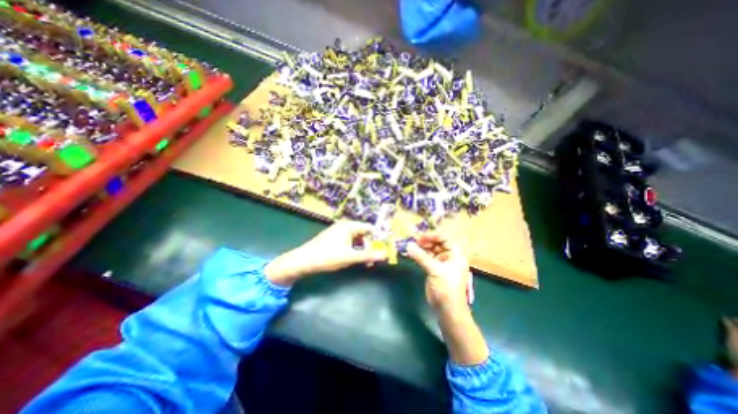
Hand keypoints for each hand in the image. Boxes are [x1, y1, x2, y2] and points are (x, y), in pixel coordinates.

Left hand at [263, 222, 386, 286]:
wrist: (303, 261)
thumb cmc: (327, 256)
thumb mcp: (349, 257)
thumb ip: (368, 255)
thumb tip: (385, 254)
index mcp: (349, 226)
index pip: (369, 228)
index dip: (377, 238)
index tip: (382, 249)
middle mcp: (344, 226)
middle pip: (363, 234)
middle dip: (369, 246)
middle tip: (371, 260)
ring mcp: (338, 232)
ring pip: (356, 239)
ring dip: (361, 249)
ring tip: (363, 262)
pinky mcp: (334, 238)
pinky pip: (349, 242)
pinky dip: (353, 250)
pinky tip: (352, 259)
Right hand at [406, 231, 468, 315]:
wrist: (447, 309)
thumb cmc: (447, 288)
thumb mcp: (435, 271)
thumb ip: (421, 257)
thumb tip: (408, 245)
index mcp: (456, 253)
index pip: (444, 237)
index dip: (432, 235)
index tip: (419, 237)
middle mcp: (449, 255)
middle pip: (437, 242)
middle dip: (425, 240)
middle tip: (412, 240)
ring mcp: (441, 261)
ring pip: (430, 249)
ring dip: (421, 246)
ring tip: (410, 245)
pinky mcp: (434, 267)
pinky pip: (426, 256)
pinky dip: (419, 254)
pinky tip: (411, 252)